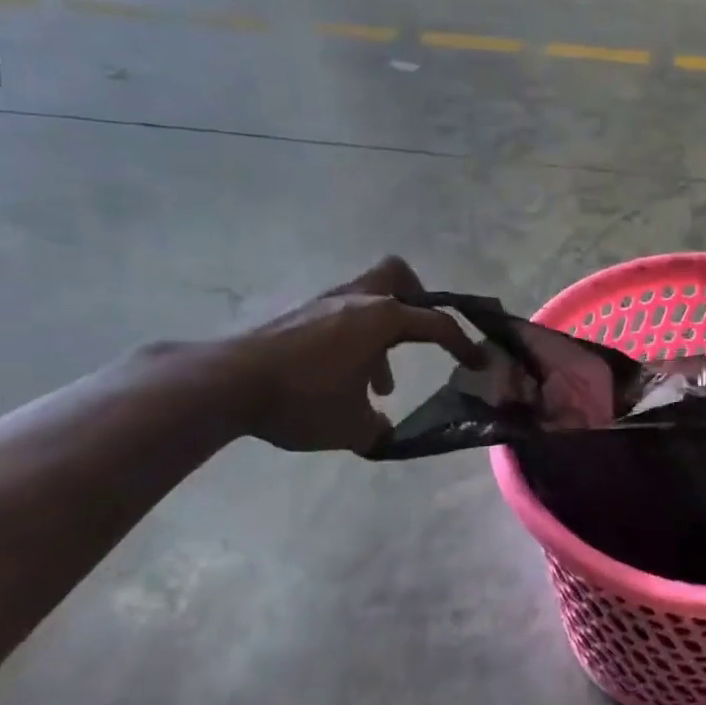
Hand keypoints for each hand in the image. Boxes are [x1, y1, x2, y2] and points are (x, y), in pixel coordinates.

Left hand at [224, 256, 481, 454]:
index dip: (464, 344)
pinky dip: (352, 340)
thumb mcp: (352, 427)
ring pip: (366, 300)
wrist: (226, 385)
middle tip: (421, 334)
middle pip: (397, 276)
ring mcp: (323, 304)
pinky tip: (339, 379)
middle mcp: (356, 300)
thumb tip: (383, 429)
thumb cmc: (302, 399)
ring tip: (377, 381)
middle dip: (417, 300)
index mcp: (381, 318)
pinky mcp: (296, 316)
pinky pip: (340, 317)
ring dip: (381, 333)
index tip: (479, 363)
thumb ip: (378, 427)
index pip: (437, 324)